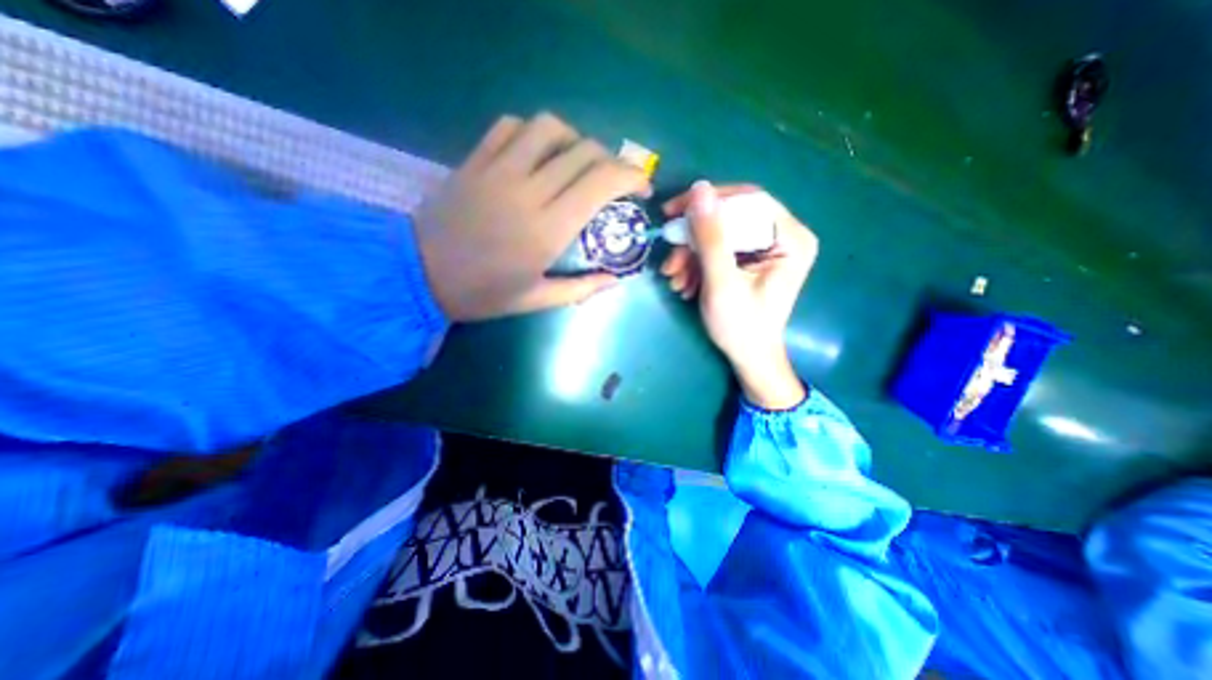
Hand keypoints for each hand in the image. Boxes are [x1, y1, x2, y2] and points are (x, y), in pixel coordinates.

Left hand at [416, 111, 647, 320]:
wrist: (419, 274)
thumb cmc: (483, 294)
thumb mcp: (537, 300)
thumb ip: (582, 288)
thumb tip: (616, 278)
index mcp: (547, 229)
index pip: (601, 182)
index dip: (631, 176)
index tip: (641, 189)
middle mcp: (528, 190)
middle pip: (584, 151)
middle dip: (612, 161)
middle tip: (614, 182)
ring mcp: (498, 169)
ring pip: (549, 128)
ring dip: (575, 140)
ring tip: (578, 164)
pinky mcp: (476, 160)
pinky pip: (510, 127)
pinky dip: (534, 134)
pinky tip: (538, 154)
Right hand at [660, 177, 818, 408]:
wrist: (748, 358)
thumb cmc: (741, 326)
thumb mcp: (722, 282)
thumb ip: (710, 237)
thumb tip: (698, 189)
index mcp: (790, 238)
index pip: (748, 201)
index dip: (709, 202)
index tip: (673, 212)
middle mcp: (782, 237)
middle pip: (730, 218)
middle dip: (694, 240)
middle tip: (670, 257)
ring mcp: (765, 249)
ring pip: (719, 236)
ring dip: (690, 255)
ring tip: (674, 279)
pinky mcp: (749, 261)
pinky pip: (719, 250)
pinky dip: (697, 264)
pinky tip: (684, 284)